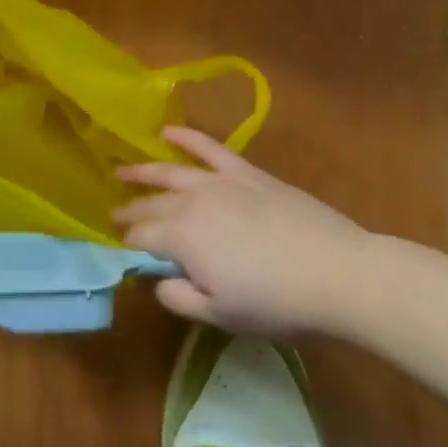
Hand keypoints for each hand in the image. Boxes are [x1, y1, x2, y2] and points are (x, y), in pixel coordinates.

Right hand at [115, 128, 369, 336]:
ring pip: (169, 171)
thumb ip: (180, 298)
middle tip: (113, 214)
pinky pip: (207, 147)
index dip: (127, 244)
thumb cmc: (276, 302)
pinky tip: (167, 131)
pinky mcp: (244, 171)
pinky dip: (185, 137)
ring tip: (122, 171)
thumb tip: (156, 282)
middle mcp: (190, 202)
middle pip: (151, 204)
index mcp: (180, 238)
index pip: (141, 237)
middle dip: (130, 210)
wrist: (334, 271)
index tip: (120, 249)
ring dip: (142, 171)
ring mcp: (217, 182)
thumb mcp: (221, 315)